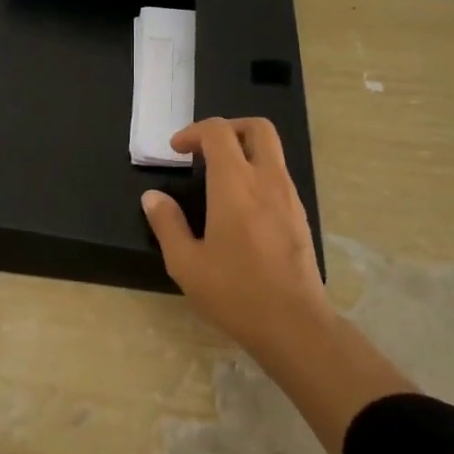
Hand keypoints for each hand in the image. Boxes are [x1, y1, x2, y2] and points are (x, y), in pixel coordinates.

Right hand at [141, 117, 334, 358]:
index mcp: (235, 185)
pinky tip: (240, 207)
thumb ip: (167, 224)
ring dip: (244, 151)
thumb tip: (152, 197)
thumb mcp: (186, 263)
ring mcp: (289, 197)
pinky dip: (258, 174)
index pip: (218, 132)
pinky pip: (279, 177)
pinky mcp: (300, 216)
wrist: (295, 326)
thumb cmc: (235, 293)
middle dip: (228, 128)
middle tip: (204, 150)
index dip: (193, 132)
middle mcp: (267, 180)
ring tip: (218, 179)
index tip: (176, 151)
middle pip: (257, 128)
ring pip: (272, 151)